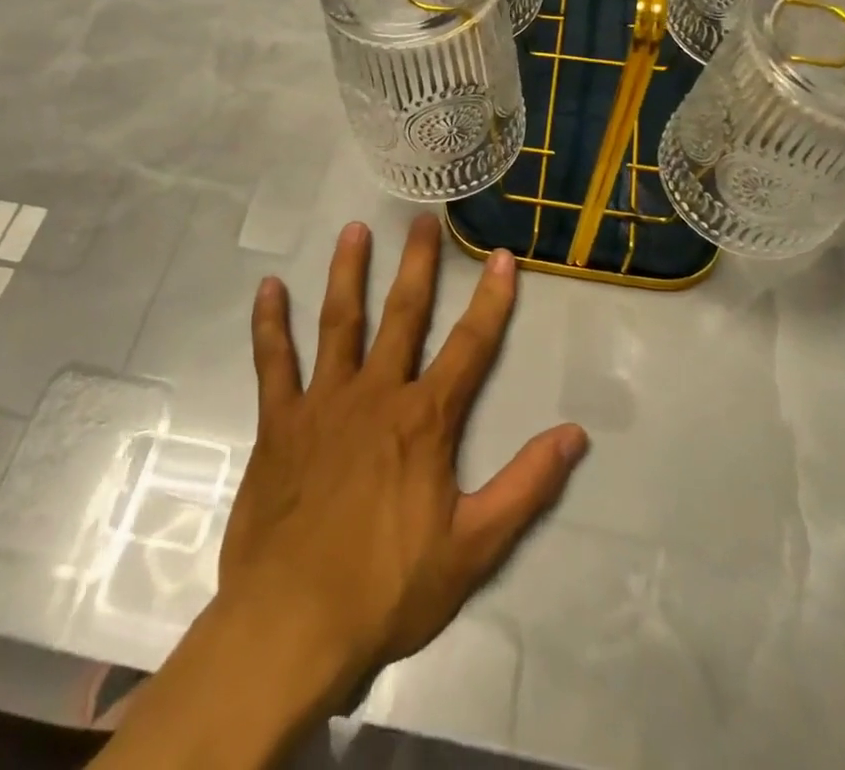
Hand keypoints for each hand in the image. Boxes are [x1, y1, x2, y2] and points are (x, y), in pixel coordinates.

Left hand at [217, 214, 588, 699]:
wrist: (292, 625)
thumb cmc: (388, 589)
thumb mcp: (475, 548)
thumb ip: (527, 486)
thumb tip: (575, 435)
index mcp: (425, 419)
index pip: (471, 346)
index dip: (491, 299)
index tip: (502, 256)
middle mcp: (376, 393)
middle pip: (403, 314)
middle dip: (416, 264)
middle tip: (421, 219)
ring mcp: (323, 402)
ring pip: (339, 321)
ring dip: (347, 272)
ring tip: (353, 229)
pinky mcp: (280, 422)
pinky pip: (274, 361)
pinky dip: (270, 323)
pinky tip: (268, 287)